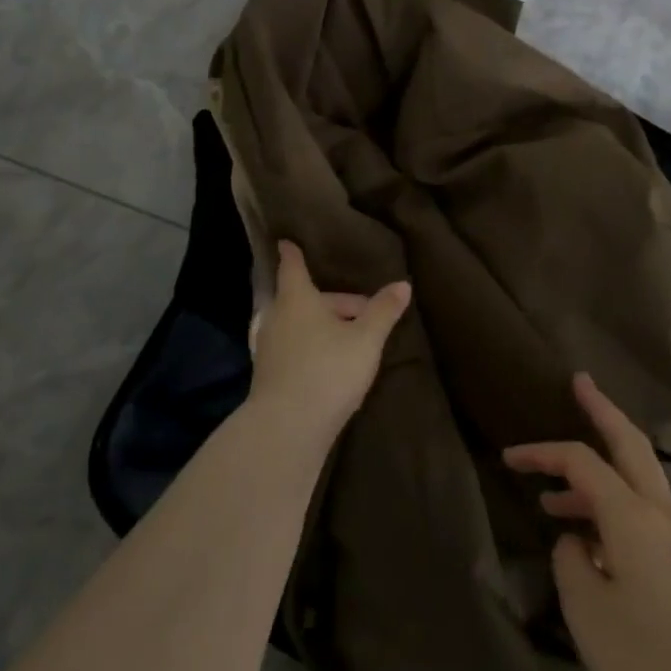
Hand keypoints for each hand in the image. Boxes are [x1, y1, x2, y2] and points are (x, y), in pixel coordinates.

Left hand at [248, 242, 409, 445]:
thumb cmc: (328, 370)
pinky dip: (310, 347)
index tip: (287, 241)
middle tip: (363, 313)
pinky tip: (331, 366)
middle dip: (331, 302)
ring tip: (350, 340)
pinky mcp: (268, 375)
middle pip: (304, 299)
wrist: (286, 428)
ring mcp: (268, 348)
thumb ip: (383, 311)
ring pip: (298, 325)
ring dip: (322, 327)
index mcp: (297, 299)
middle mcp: (277, 317)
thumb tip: (403, 284)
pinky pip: (293, 348)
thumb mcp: (366, 339)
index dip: (293, 253)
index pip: (293, 267)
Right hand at [504, 374, 670, 670]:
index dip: (542, 453)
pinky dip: (614, 507)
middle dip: (602, 409)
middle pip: (630, 443)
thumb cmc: (648, 657)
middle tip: (581, 382)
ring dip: (599, 472)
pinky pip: (645, 514)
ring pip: (637, 480)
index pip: (580, 461)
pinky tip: (593, 545)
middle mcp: (659, 513)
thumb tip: (576, 541)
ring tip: (555, 499)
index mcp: (631, 514)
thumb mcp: (588, 610)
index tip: (509, 458)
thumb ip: (572, 562)